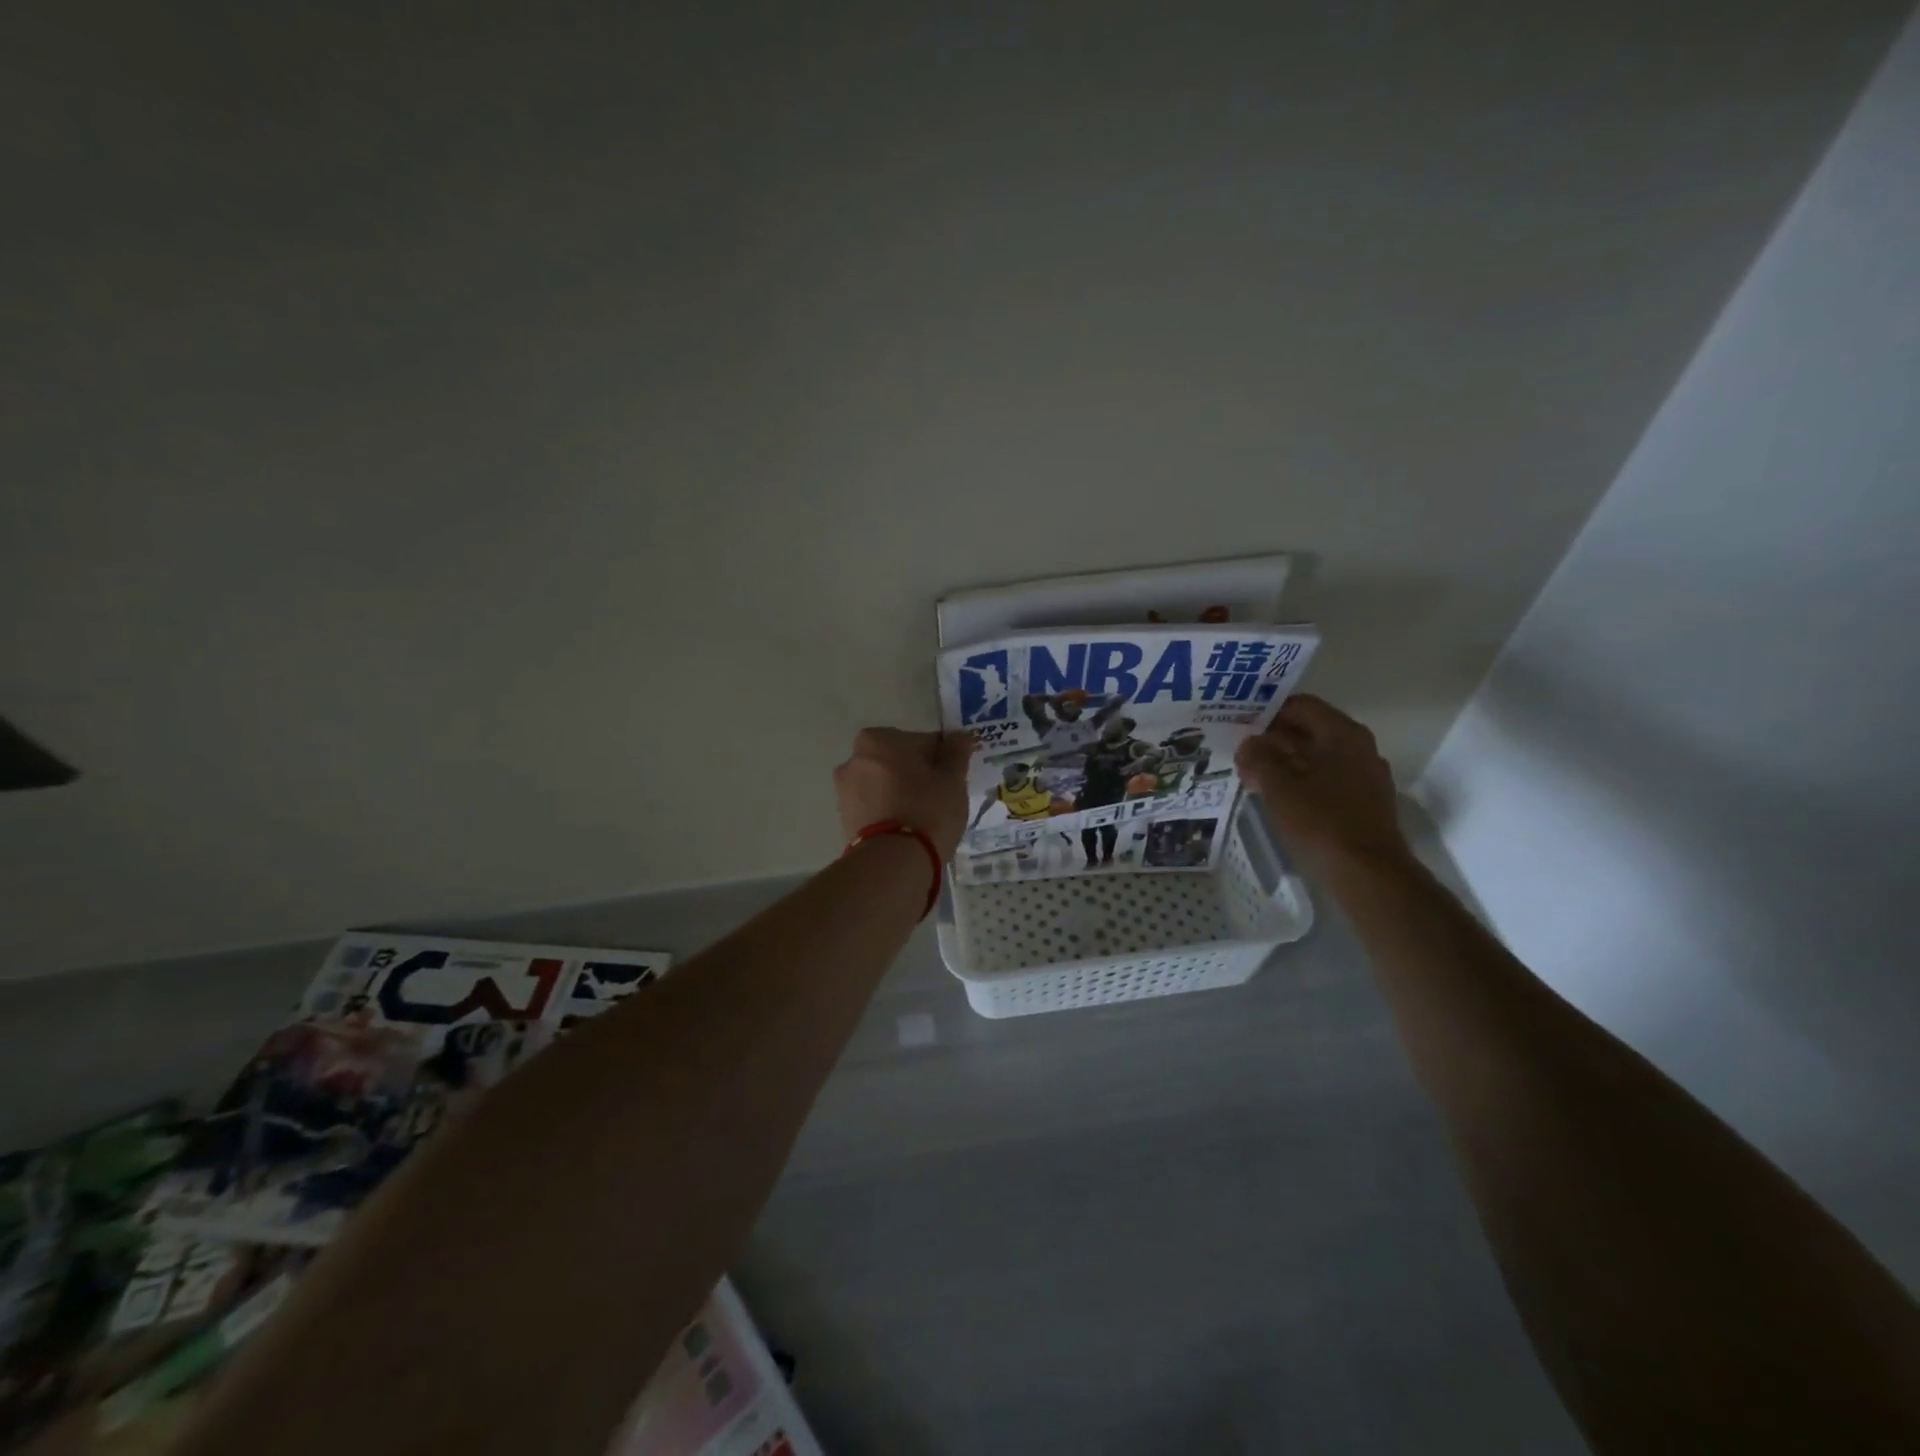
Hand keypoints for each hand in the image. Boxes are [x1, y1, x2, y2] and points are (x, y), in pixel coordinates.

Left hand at [834, 728, 974, 859]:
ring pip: (885, 784)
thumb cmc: (927, 810)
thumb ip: (956, 752)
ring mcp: (844, 790)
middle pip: (899, 762)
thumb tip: (960, 737)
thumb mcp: (953, 778)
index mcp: (879, 739)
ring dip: (902, 793)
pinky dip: (889, 812)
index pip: (922, 741)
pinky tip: (907, 830)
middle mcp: (854, 758)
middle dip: (918, 774)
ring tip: (925, 818)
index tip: (954, 777)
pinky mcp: (844, 819)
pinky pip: (875, 807)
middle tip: (941, 797)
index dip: (942, 758)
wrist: (893, 862)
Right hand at [1234, 695, 1409, 869]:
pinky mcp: (1362, 803)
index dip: (1267, 710)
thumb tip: (1247, 744)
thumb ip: (1258, 759)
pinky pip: (1325, 780)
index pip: (1301, 706)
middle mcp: (1359, 748)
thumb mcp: (1278, 787)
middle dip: (1272, 739)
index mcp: (1343, 734)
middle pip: (1309, 731)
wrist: (1368, 875)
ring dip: (1283, 762)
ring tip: (1249, 772)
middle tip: (1238, 748)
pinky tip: (1274, 796)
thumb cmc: (1322, 822)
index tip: (1238, 721)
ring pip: (1316, 757)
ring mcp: (1364, 777)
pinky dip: (1299, 781)